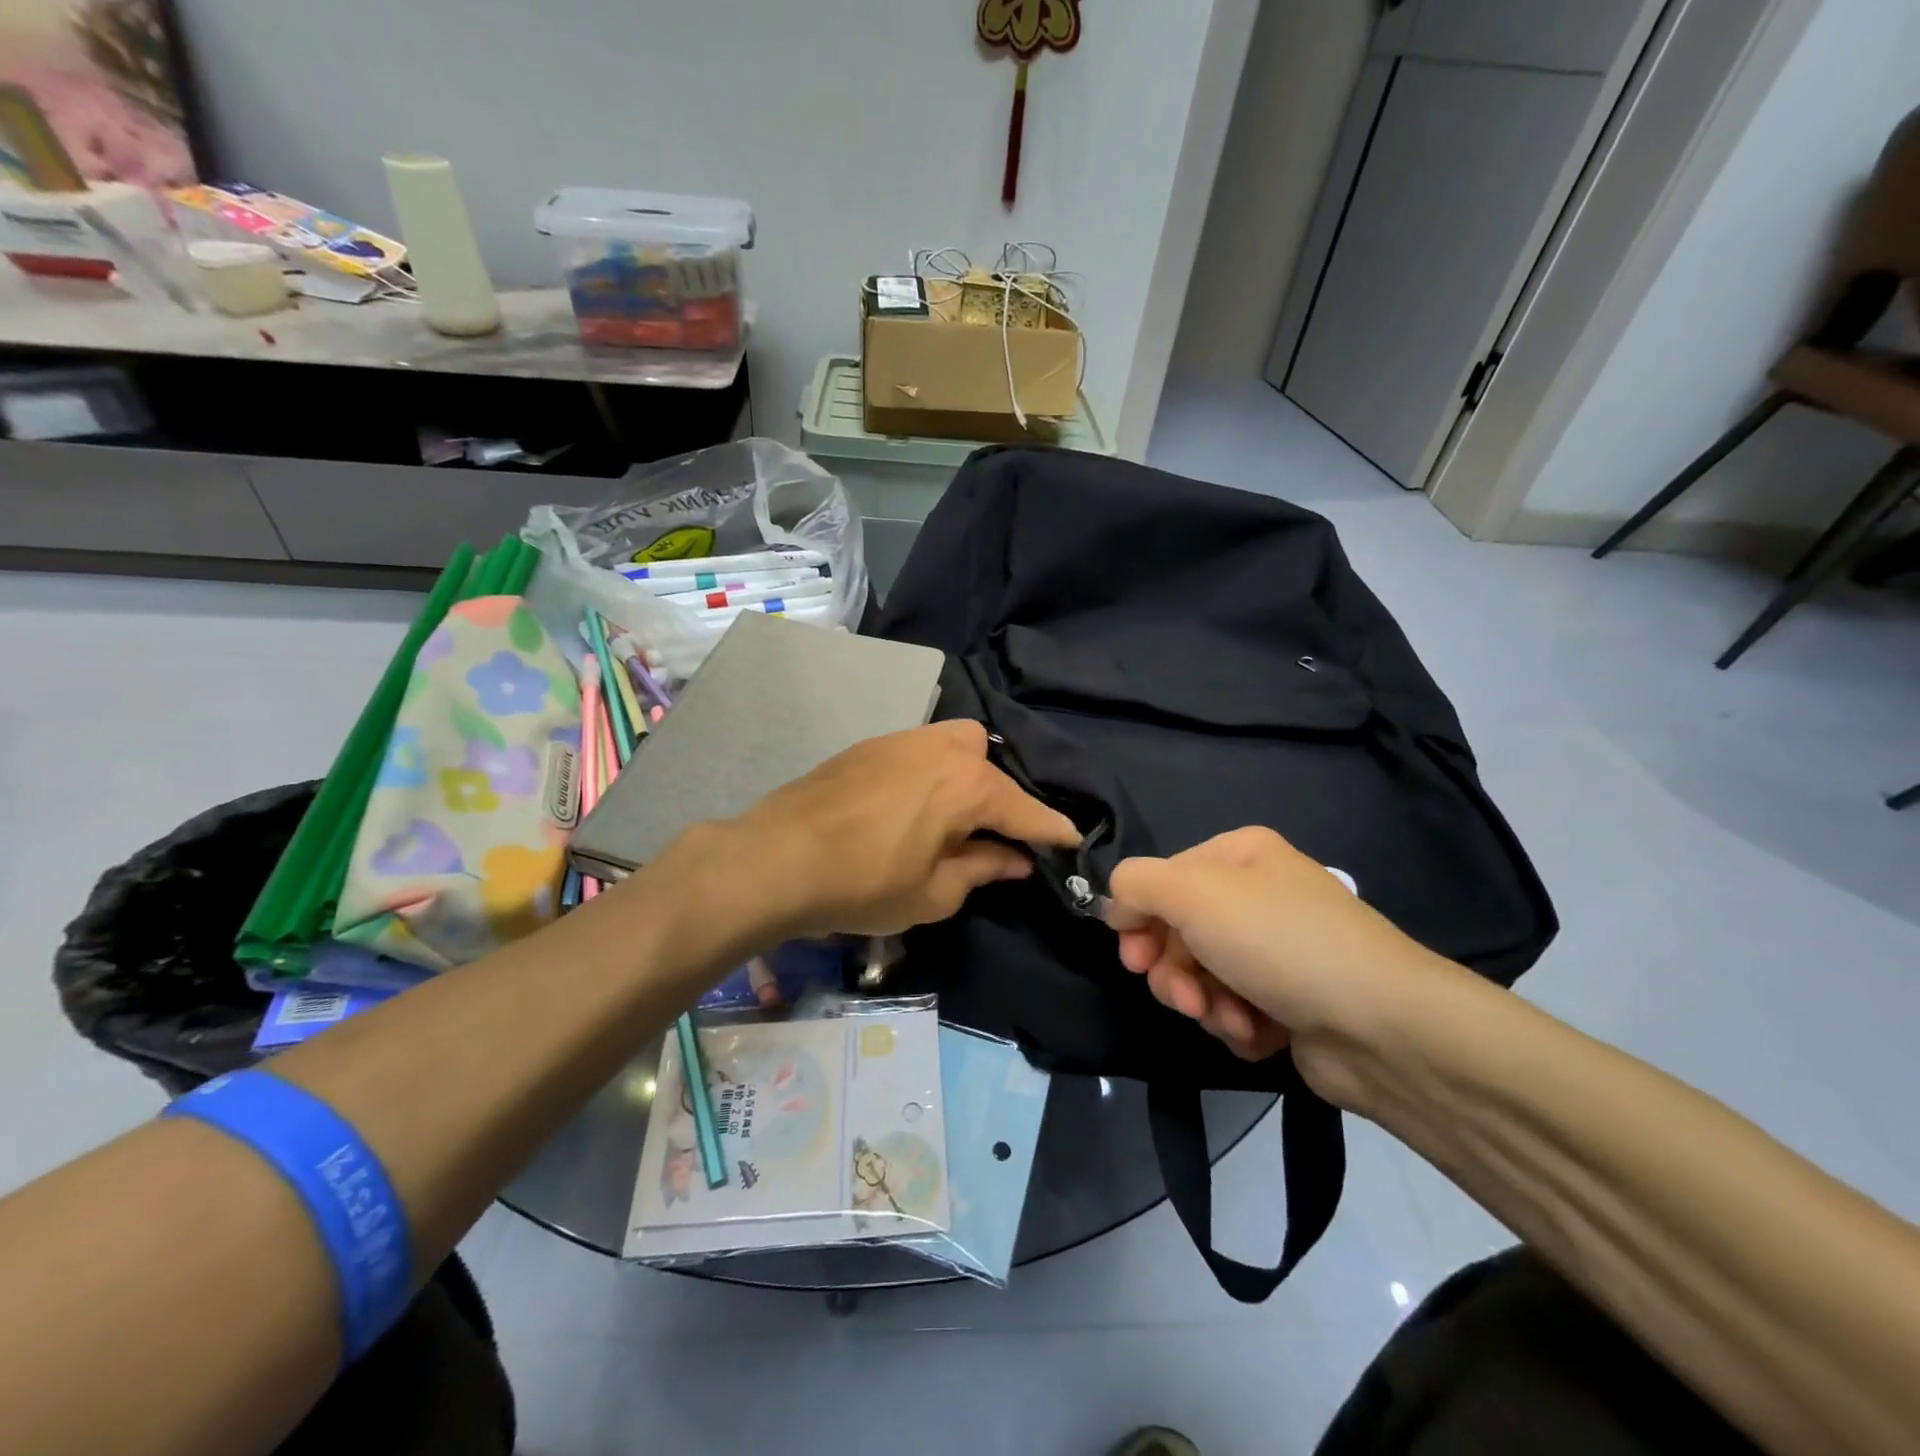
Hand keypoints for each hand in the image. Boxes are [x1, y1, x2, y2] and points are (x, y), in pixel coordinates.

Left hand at [721, 720, 1081, 939]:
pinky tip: (911, 804)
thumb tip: (1015, 860)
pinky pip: (921, 749)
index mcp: (969, 786)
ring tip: (951, 816)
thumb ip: (983, 869)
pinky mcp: (872, 744)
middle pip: (992, 762)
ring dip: (966, 776)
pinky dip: (932, 771)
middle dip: (1002, 796)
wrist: (777, 856)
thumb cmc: (863, 883)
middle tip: (990, 835)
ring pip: (956, 745)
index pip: (1027, 810)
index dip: (1053, 831)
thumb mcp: (933, 893)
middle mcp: (944, 749)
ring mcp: (904, 739)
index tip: (1072, 843)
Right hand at [1104, 827, 1455, 1104]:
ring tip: (1230, 1018)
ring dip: (1204, 1003)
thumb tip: (1118, 906)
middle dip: (1174, 971)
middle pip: (1178, 932)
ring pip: (1201, 976)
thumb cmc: (1279, 942)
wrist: (1382, 1027)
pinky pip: (1233, 1009)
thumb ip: (1135, 884)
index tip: (1134, 956)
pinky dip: (1235, 1024)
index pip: (1162, 880)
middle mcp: (1257, 896)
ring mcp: (1275, 951)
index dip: (1140, 919)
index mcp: (1239, 855)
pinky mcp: (1289, 1002)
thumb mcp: (1193, 892)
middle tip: (1185, 996)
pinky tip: (1256, 1033)